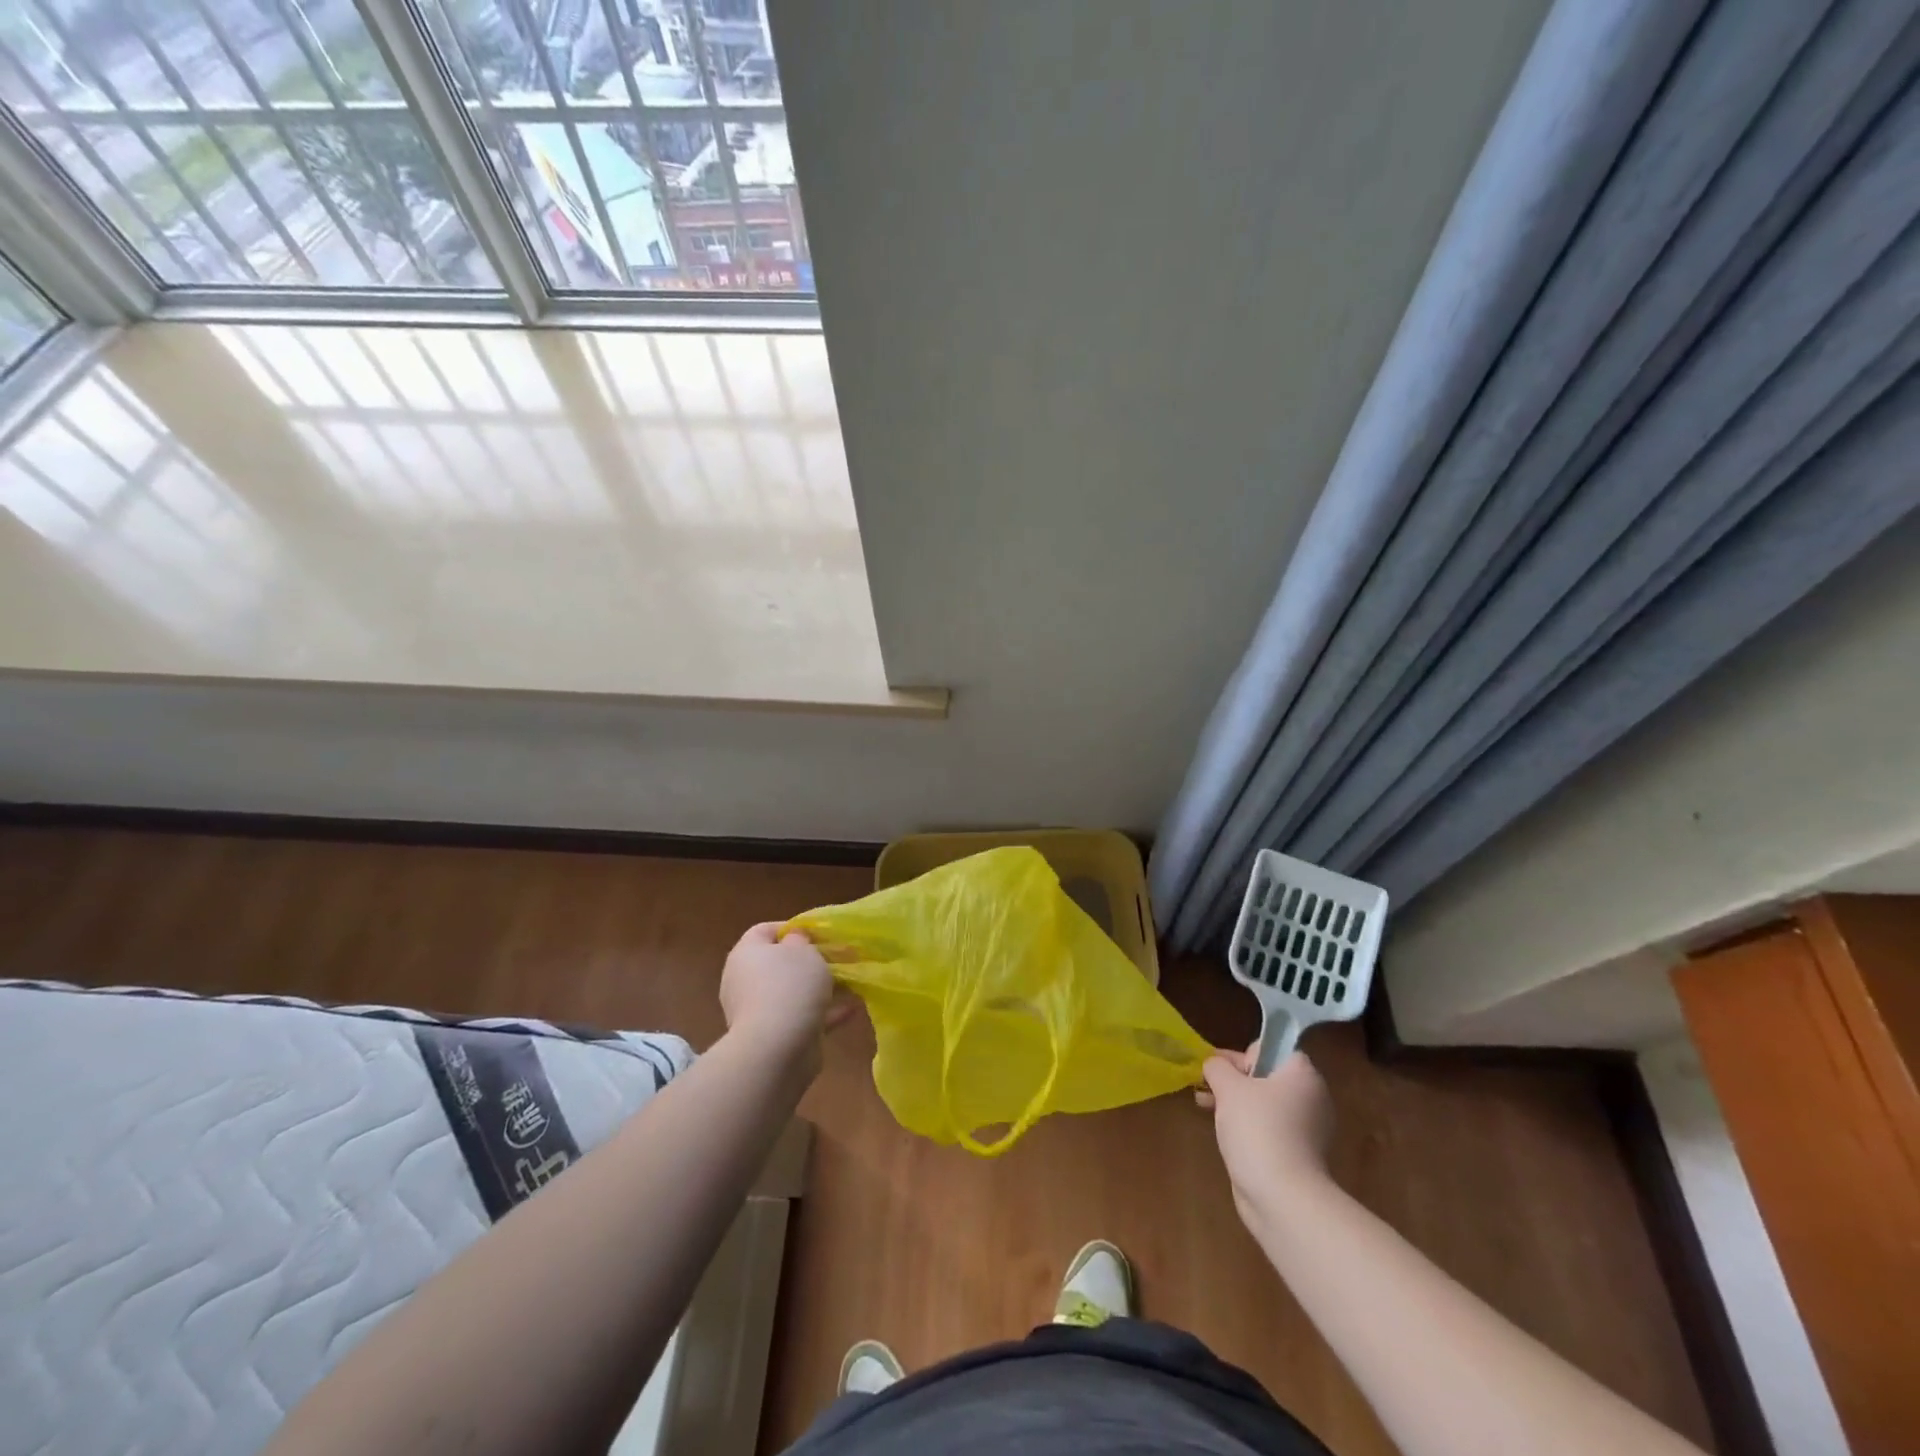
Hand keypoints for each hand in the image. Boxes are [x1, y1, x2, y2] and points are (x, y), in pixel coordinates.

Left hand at [719, 922, 843, 1071]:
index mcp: (746, 954)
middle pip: (780, 963)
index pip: (764, 931)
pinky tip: (852, 1009)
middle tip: (838, 957)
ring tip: (852, 983)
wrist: (777, 1049)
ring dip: (821, 988)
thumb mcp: (803, 950)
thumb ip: (802, 939)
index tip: (818, 933)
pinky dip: (824, 1012)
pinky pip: (801, 1017)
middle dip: (810, 961)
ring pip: (793, 992)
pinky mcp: (774, 1036)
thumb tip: (795, 940)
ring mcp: (759, 1011)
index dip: (791, 928)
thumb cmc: (790, 986)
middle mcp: (746, 981)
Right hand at [1198, 1044, 1334, 1232]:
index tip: (1222, 1069)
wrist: (1282, 1197)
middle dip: (1233, 1079)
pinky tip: (1223, 1131)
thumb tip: (1215, 1065)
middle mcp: (1311, 1098)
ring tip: (1205, 1106)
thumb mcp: (1229, 1088)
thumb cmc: (1258, 1129)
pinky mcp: (1298, 1155)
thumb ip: (1218, 1067)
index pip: (1272, 1049)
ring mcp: (1307, 1129)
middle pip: (1266, 1076)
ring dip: (1235, 1102)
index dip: (1244, 1054)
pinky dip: (1247, 1126)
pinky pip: (1268, 1128)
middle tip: (1207, 1086)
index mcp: (1302, 1074)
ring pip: (1265, 1104)